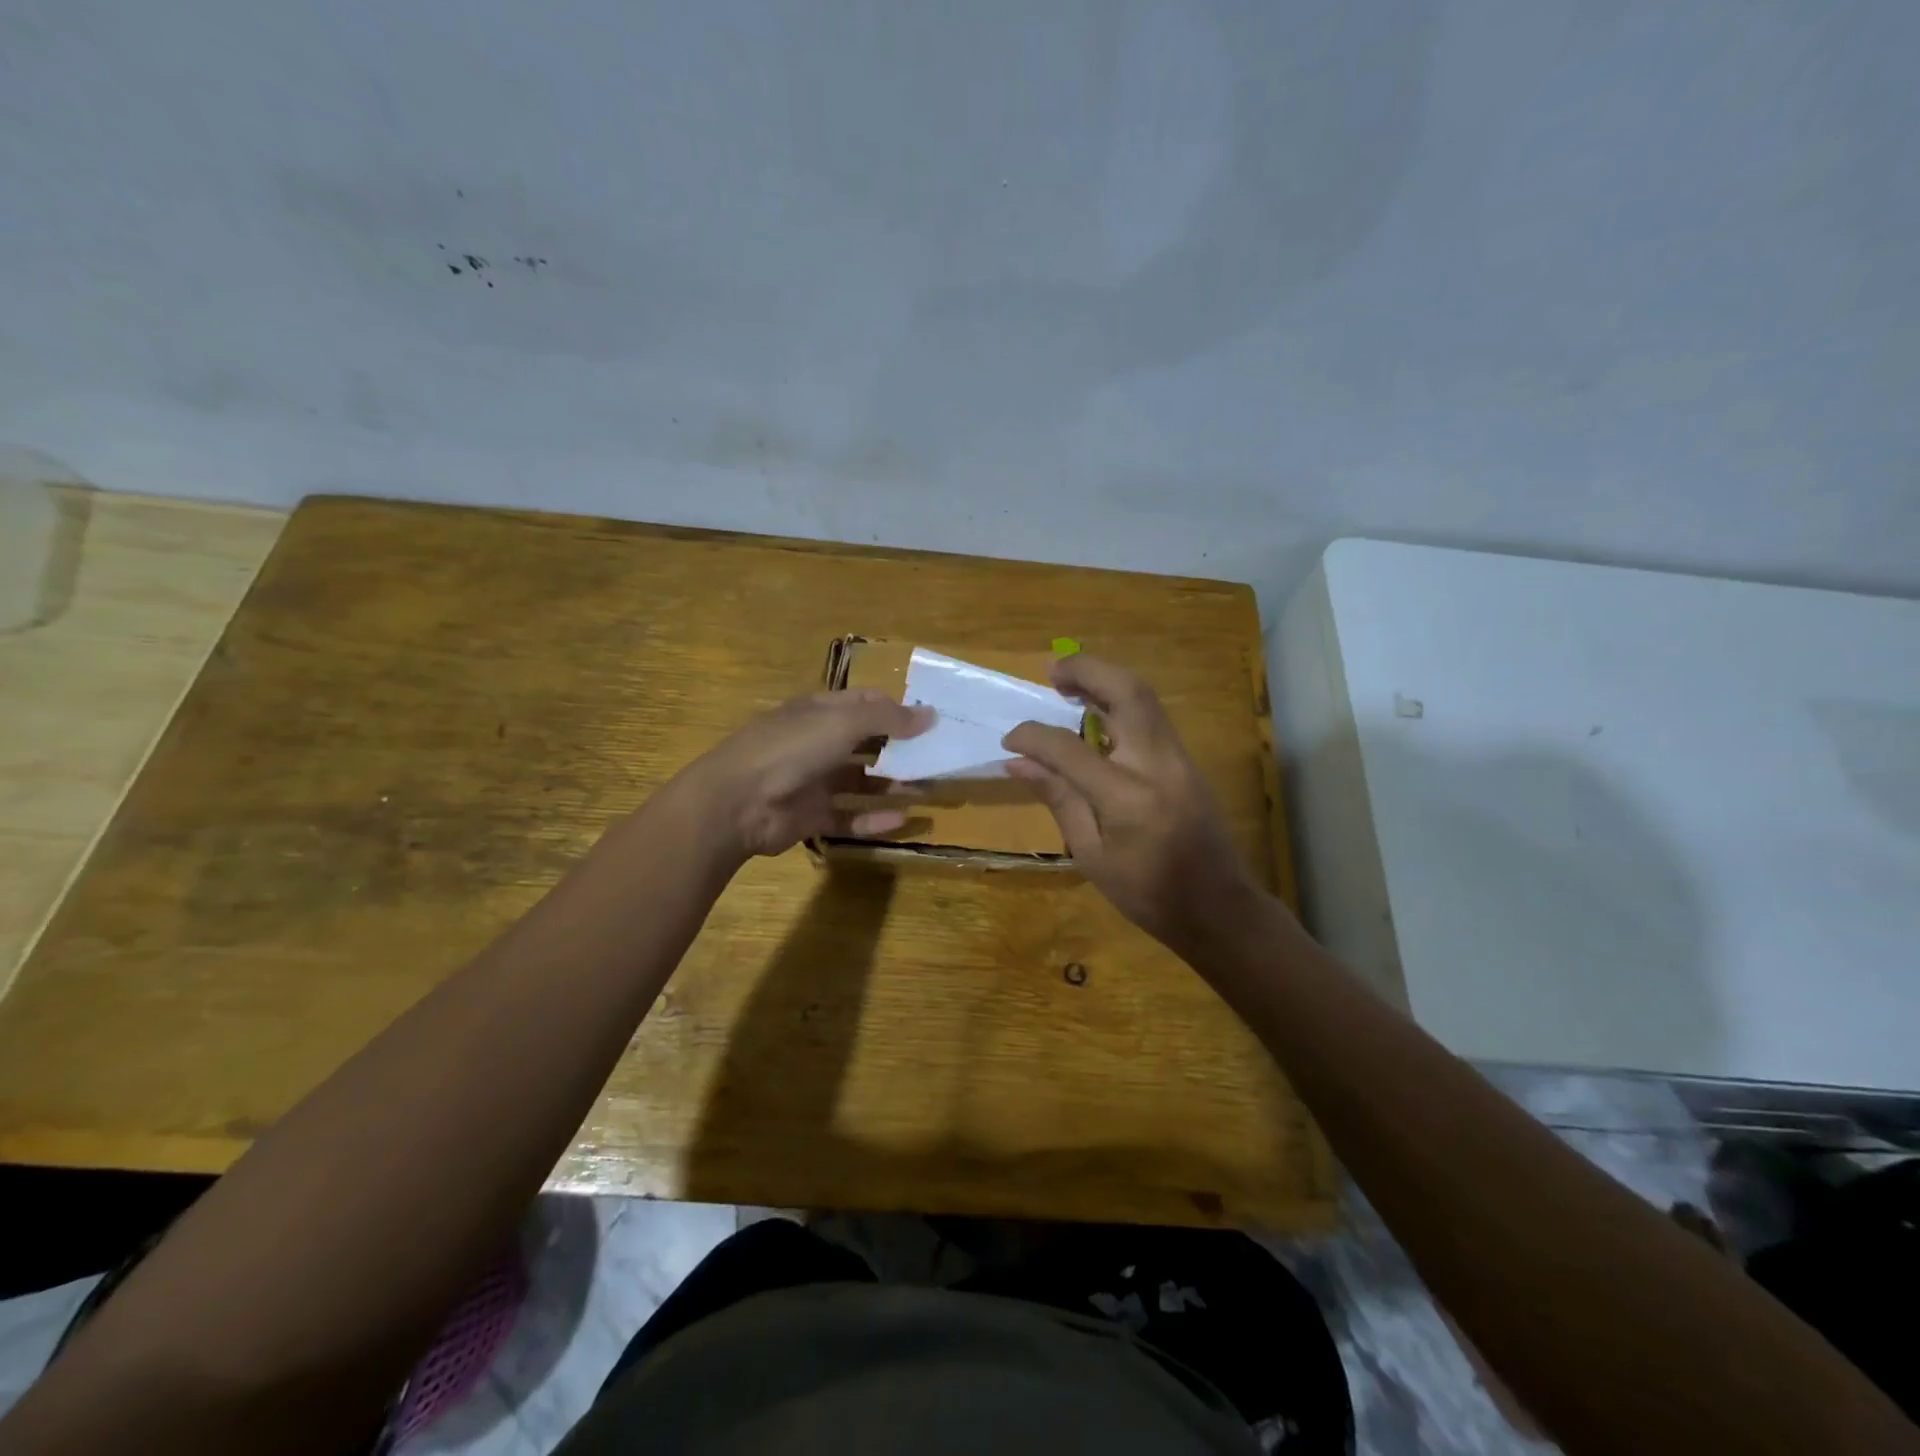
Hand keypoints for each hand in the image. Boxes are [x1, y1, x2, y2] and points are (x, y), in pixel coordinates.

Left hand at [687, 690, 931, 859]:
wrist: (737, 802)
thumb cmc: (791, 749)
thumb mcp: (842, 722)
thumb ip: (888, 718)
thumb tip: (931, 714)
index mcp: (819, 712)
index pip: (865, 704)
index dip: (897, 710)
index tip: (931, 723)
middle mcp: (816, 743)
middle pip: (866, 743)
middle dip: (899, 750)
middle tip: (937, 759)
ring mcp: (812, 781)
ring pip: (860, 781)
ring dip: (892, 785)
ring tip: (928, 790)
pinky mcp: (810, 816)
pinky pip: (848, 815)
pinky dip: (873, 818)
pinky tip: (902, 819)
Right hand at [1003, 655, 1265, 954]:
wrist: (1220, 908)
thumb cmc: (1149, 894)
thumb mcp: (1092, 856)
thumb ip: (1059, 800)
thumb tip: (1018, 763)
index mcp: (1127, 797)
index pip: (1070, 749)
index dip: (1034, 736)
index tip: (1010, 738)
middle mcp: (1158, 764)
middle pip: (1127, 692)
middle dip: (1086, 671)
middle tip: (1051, 671)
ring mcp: (1179, 757)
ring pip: (1144, 696)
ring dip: (1105, 679)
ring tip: (1068, 683)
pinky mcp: (1186, 760)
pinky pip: (1152, 715)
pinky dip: (1121, 700)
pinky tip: (1097, 712)